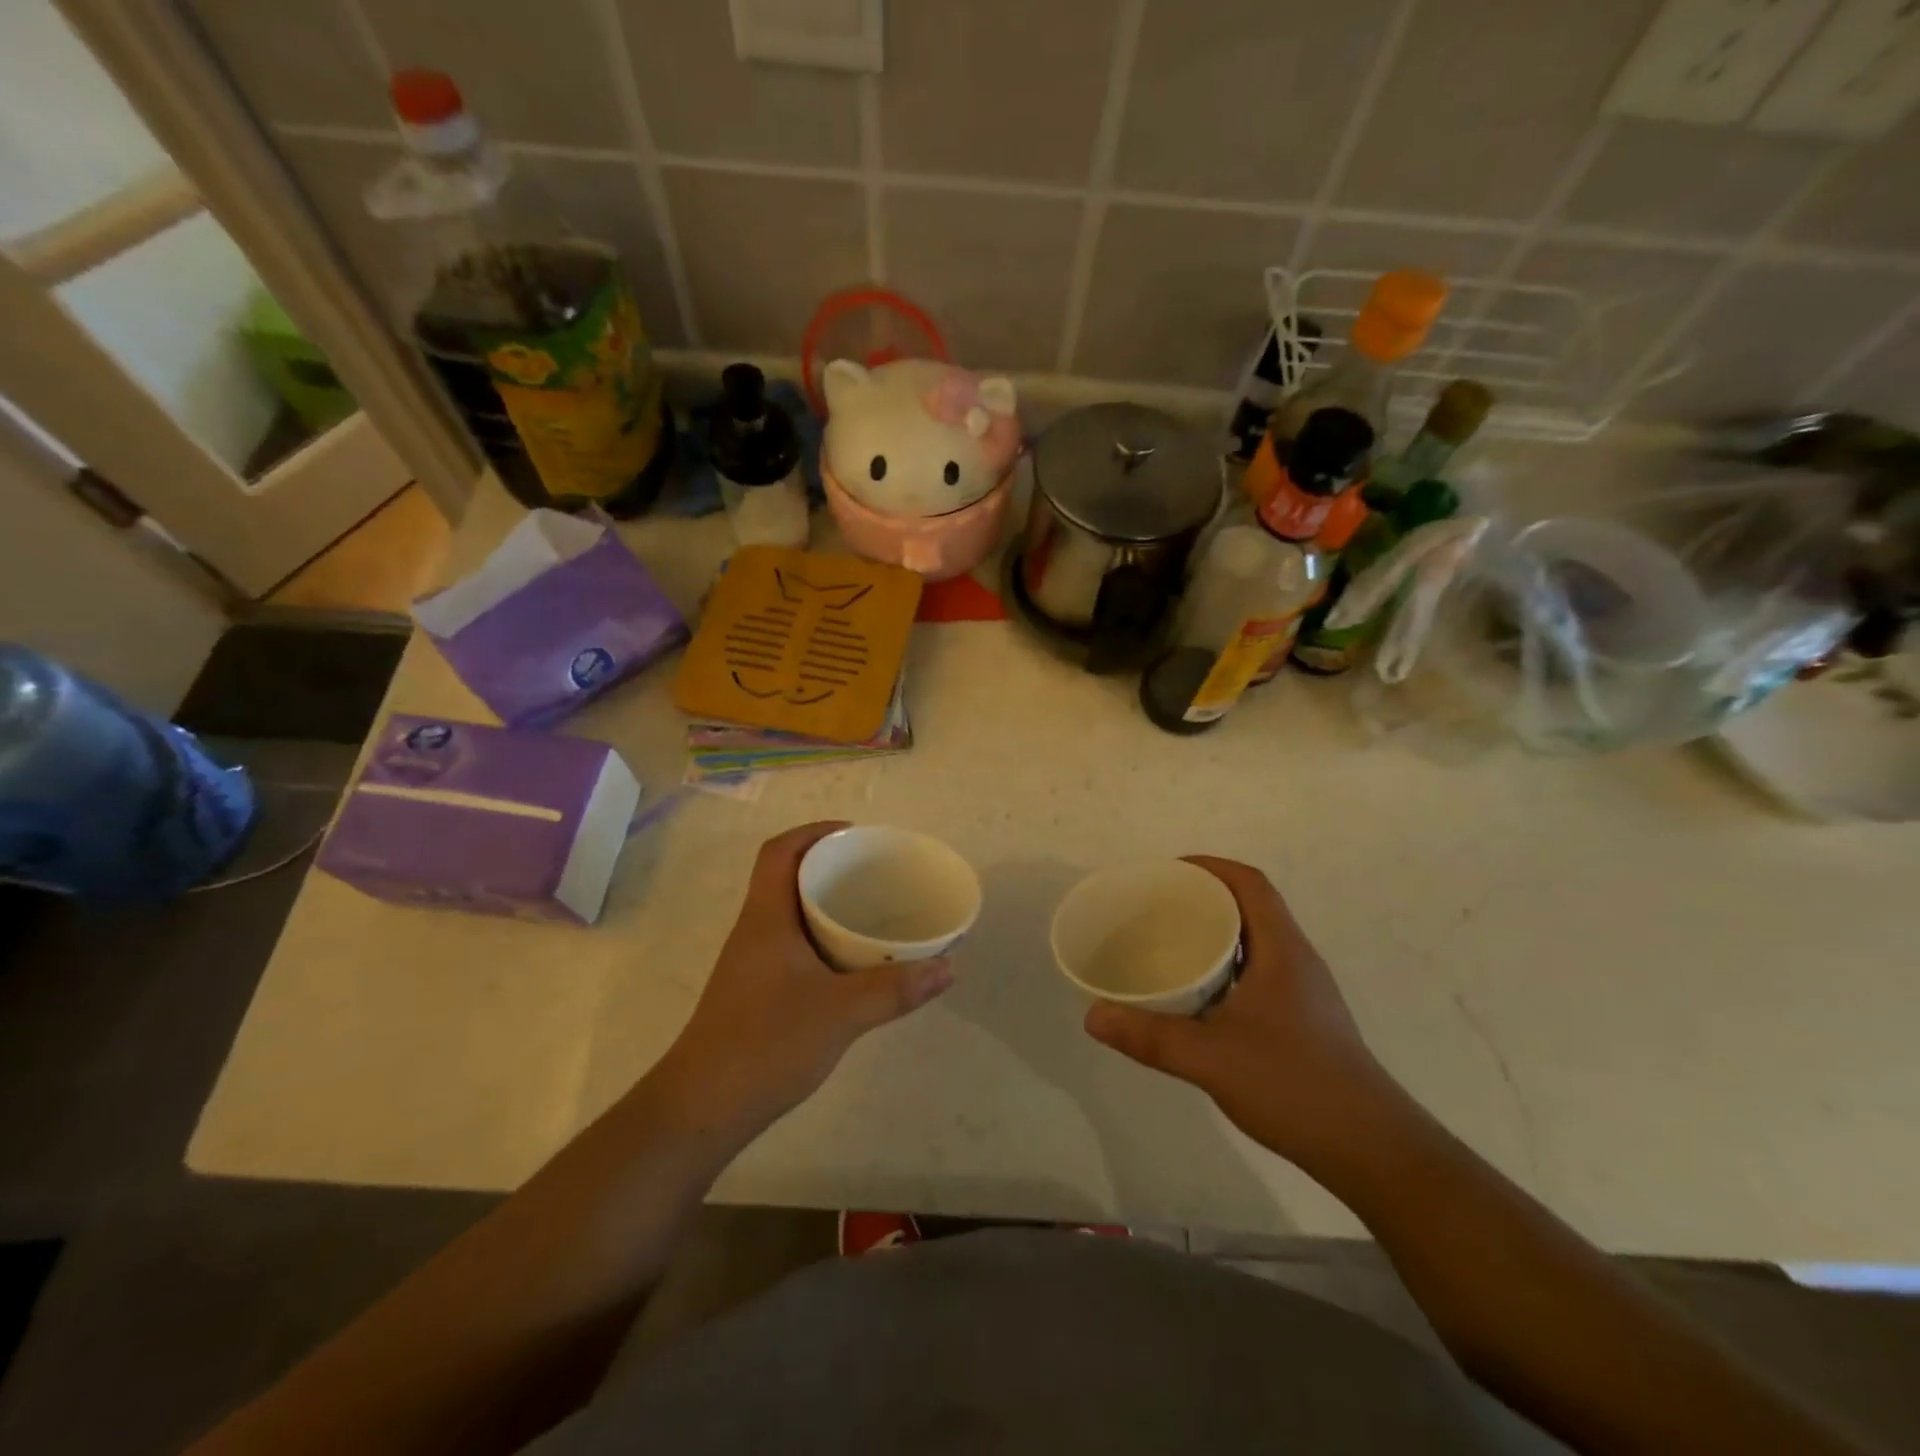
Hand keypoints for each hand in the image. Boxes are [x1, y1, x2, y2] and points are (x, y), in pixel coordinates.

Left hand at [656, 822, 953, 1138]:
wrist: (701, 1109)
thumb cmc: (766, 1044)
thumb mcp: (841, 1013)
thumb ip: (895, 989)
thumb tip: (947, 968)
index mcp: (767, 917)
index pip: (780, 852)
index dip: (815, 832)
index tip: (856, 836)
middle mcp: (755, 931)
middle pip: (786, 877)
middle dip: (829, 866)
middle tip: (875, 873)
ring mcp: (751, 963)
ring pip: (790, 913)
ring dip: (825, 904)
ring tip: (871, 912)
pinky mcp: (755, 992)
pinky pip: (792, 945)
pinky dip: (821, 939)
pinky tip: (850, 964)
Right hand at [1084, 856, 1404, 1172]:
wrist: (1372, 1151)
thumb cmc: (1294, 1087)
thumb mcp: (1211, 1059)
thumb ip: (1150, 1037)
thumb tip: (1092, 1017)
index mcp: (1283, 951)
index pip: (1250, 883)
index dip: (1210, 866)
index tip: (1166, 873)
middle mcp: (1297, 961)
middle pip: (1251, 907)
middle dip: (1204, 897)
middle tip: (1156, 908)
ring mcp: (1304, 992)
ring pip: (1255, 942)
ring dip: (1216, 933)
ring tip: (1169, 944)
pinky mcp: (1303, 1020)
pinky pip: (1258, 972)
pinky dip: (1225, 967)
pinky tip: (1198, 997)